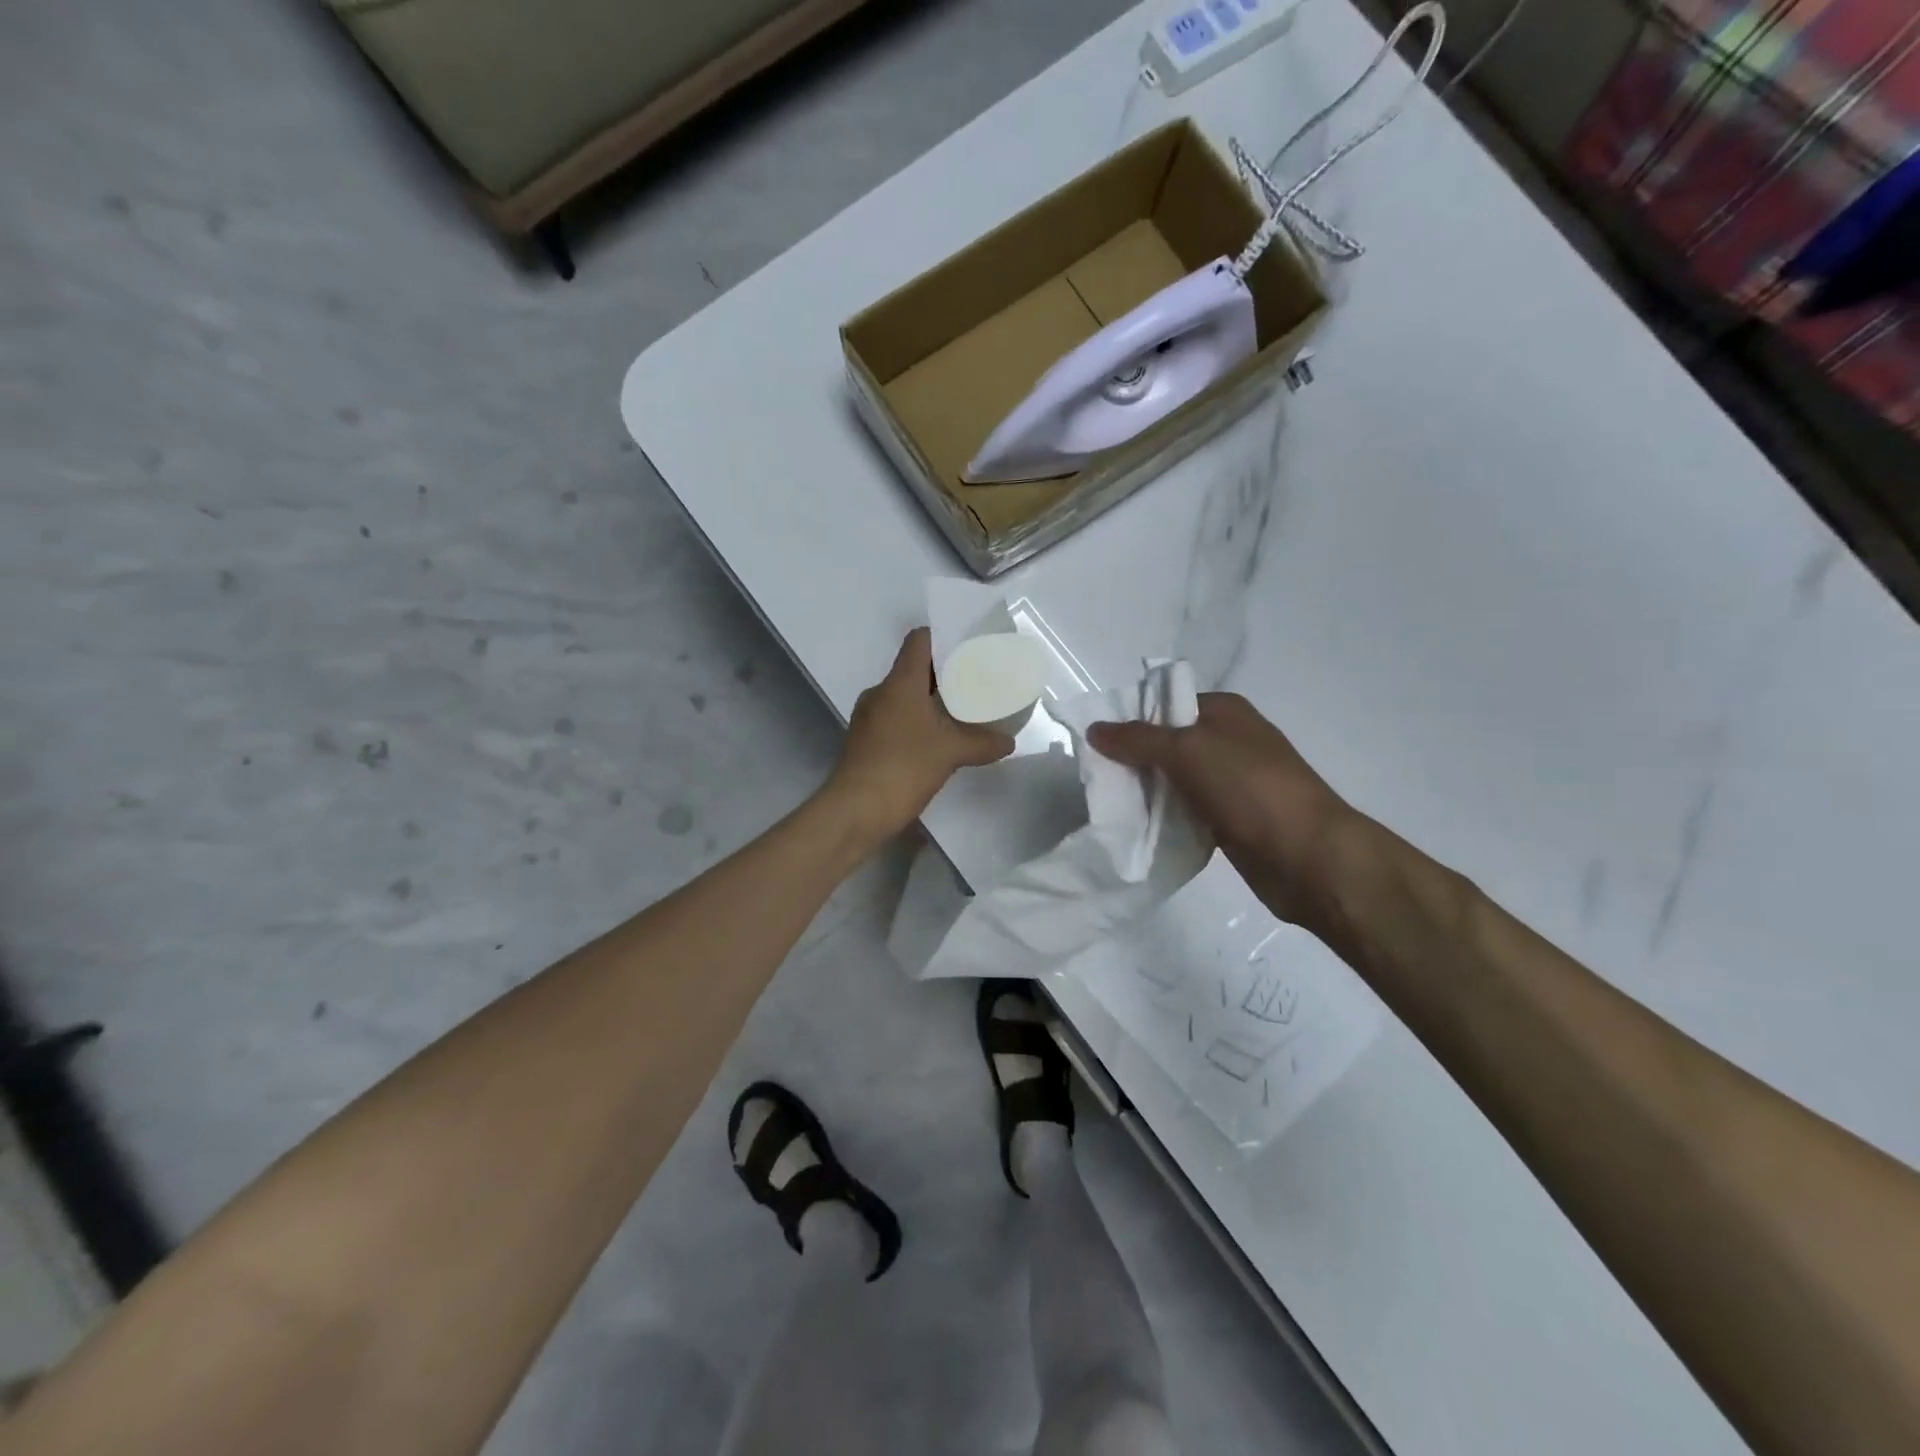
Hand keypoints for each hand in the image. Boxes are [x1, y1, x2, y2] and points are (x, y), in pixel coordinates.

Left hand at [826, 628, 1014, 843]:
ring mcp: (870, 718)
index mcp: (899, 682)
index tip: (970, 646)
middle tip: (977, 680)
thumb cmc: (903, 767)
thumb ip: (983, 742)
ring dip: (933, 700)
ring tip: (963, 710)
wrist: (854, 810)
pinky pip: (897, 719)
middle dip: (946, 673)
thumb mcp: (951, 753)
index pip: (919, 641)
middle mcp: (881, 693)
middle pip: (915, 668)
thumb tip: (1008, 741)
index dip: (944, 637)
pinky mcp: (867, 742)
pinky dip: (919, 722)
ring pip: (906, 696)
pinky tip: (940, 739)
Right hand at [1088, 693, 1353, 931]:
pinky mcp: (1229, 819)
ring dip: (1146, 791)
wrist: (1309, 857)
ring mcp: (1231, 782)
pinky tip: (1139, 828)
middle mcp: (1228, 741)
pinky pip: (1185, 811)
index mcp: (1225, 711)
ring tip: (1110, 804)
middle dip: (1132, 758)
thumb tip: (1094, 728)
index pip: (1166, 702)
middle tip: (1097, 777)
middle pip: (1166, 742)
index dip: (1131, 718)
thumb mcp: (1189, 751)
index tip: (1096, 742)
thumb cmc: (1251, 789)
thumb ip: (1139, 739)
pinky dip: (1164, 817)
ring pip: (1173, 779)